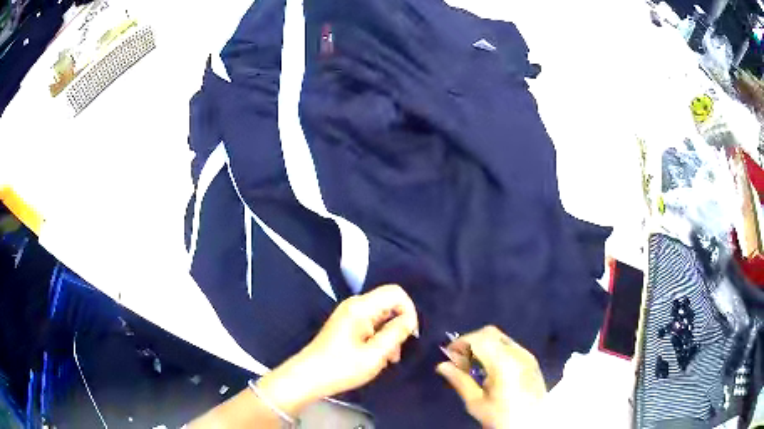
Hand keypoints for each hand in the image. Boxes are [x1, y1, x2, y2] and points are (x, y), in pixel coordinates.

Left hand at [256, 284, 418, 415]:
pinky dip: (379, 337)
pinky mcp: (346, 324)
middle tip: (397, 351)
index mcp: (360, 307)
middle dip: (399, 325)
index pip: (395, 292)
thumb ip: (396, 333)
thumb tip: (410, 319)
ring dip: (390, 335)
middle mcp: (354, 305)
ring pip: (381, 315)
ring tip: (388, 359)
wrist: (309, 377)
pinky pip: (371, 323)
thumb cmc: (342, 367)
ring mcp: (349, 314)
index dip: (409, 310)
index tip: (410, 334)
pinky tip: (378, 356)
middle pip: (389, 303)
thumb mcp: (375, 354)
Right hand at [436, 326, 545, 428]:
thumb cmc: (501, 417)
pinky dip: (495, 350)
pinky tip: (489, 369)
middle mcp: (517, 353)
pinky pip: (510, 346)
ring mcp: (527, 356)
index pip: (479, 339)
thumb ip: (460, 381)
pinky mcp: (532, 361)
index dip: (461, 342)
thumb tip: (442, 366)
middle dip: (471, 341)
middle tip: (458, 359)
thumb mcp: (476, 403)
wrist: (532, 425)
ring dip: (483, 345)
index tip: (448, 353)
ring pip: (501, 338)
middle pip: (490, 333)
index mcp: (503, 363)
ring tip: (472, 366)